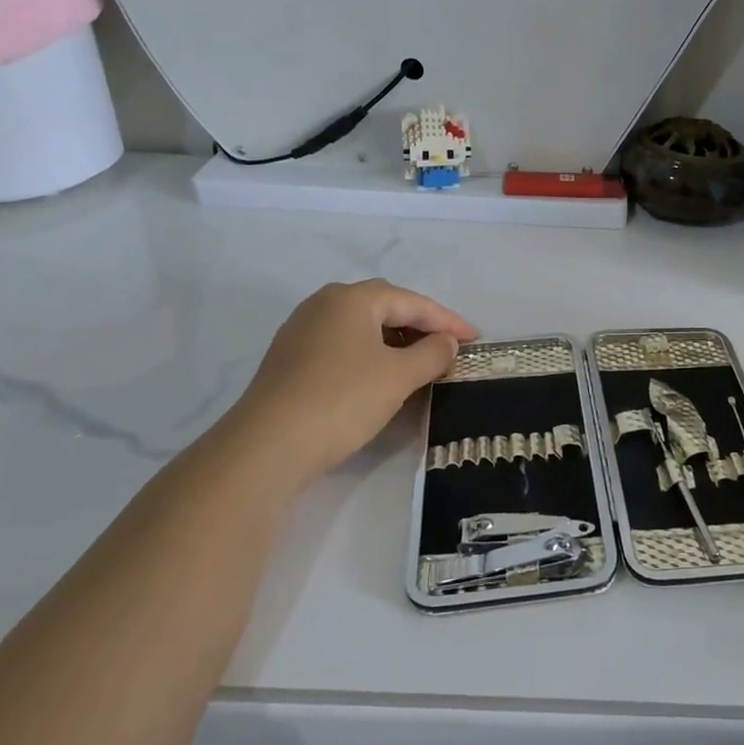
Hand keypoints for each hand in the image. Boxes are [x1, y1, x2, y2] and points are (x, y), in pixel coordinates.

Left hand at [210, 279, 477, 488]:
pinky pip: (342, 345)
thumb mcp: (399, 376)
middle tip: (448, 345)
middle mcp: (324, 304)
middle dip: (420, 324)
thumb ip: (432, 354)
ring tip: (419, 362)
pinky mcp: (289, 359)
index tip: (476, 338)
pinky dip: (369, 354)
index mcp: (353, 298)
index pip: (413, 302)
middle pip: (385, 306)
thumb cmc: (343, 399)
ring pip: (361, 326)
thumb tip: (446, 342)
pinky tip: (380, 376)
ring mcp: (301, 331)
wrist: (267, 446)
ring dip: (394, 340)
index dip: (448, 321)